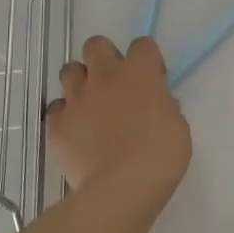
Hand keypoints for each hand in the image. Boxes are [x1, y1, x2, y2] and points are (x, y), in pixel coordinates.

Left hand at [46, 35, 191, 203]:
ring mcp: (76, 100)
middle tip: (116, 83)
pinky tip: (77, 132)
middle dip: (105, 57)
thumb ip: (163, 105)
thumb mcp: (177, 125)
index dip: (147, 60)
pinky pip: (56, 109)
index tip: (153, 80)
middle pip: (96, 44)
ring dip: (81, 82)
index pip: (142, 44)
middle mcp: (105, 77)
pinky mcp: (57, 125)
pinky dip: (66, 115)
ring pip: (69, 71)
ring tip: (92, 104)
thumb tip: (155, 104)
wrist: (122, 187)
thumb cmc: (161, 154)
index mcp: (139, 73)